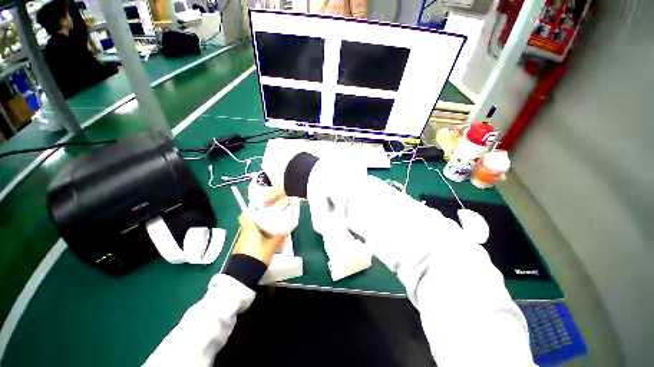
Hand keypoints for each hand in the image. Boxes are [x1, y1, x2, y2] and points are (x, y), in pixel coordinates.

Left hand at [233, 214, 286, 265]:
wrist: (245, 274)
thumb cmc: (258, 254)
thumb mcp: (271, 245)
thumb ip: (279, 238)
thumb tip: (285, 232)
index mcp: (249, 229)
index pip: (244, 216)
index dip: (249, 213)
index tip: (257, 213)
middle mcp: (243, 234)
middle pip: (249, 225)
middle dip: (257, 224)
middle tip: (268, 223)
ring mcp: (241, 243)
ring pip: (249, 234)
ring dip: (257, 233)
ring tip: (268, 234)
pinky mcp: (241, 251)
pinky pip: (249, 242)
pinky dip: (255, 241)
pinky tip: (263, 244)